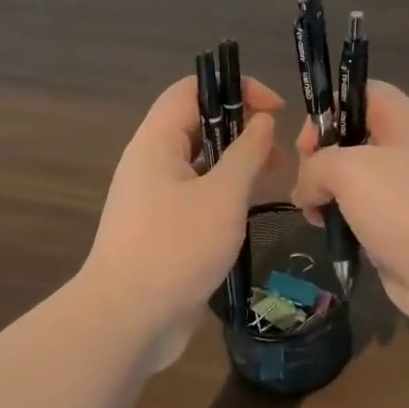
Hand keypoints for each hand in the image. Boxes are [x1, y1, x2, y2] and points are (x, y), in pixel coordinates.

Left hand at [83, 74, 288, 369]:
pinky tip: (249, 215)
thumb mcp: (222, 196)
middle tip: (280, 155)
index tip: (276, 110)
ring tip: (273, 183)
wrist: (128, 319)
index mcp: (156, 142)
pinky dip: (224, 197)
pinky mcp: (161, 230)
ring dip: (236, 166)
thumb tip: (262, 122)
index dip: (236, 88)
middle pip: (197, 126)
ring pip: (199, 165)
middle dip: (241, 130)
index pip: (192, 90)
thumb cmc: (176, 248)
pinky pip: (195, 198)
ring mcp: (153, 199)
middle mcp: (150, 163)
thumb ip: (246, 154)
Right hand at [291, 80, 408, 344]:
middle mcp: (403, 153)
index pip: (361, 92)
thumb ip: (315, 167)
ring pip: (349, 182)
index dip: (329, 107)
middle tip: (309, 185)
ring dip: (325, 196)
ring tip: (316, 216)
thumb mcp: (349, 170)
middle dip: (319, 159)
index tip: (309, 143)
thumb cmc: (407, 209)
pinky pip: (357, 216)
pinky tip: (332, 236)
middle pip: (349, 138)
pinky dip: (340, 224)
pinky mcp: (394, 231)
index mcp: (401, 124)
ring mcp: (401, 195)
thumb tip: (306, 191)